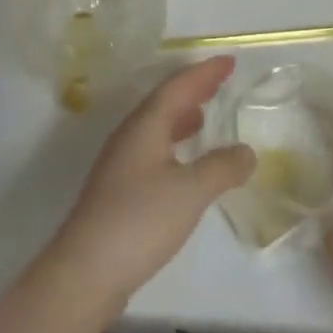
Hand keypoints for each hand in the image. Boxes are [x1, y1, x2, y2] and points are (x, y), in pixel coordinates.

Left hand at [43, 56, 255, 315]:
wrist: (85, 272)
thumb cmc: (139, 221)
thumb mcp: (190, 192)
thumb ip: (222, 167)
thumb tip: (247, 151)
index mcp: (145, 126)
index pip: (178, 86)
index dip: (204, 72)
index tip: (229, 61)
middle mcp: (130, 136)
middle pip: (164, 102)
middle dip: (193, 89)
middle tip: (220, 80)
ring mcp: (120, 163)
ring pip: (156, 126)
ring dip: (181, 115)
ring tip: (204, 115)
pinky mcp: (118, 190)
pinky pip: (152, 148)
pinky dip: (173, 142)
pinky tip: (183, 161)